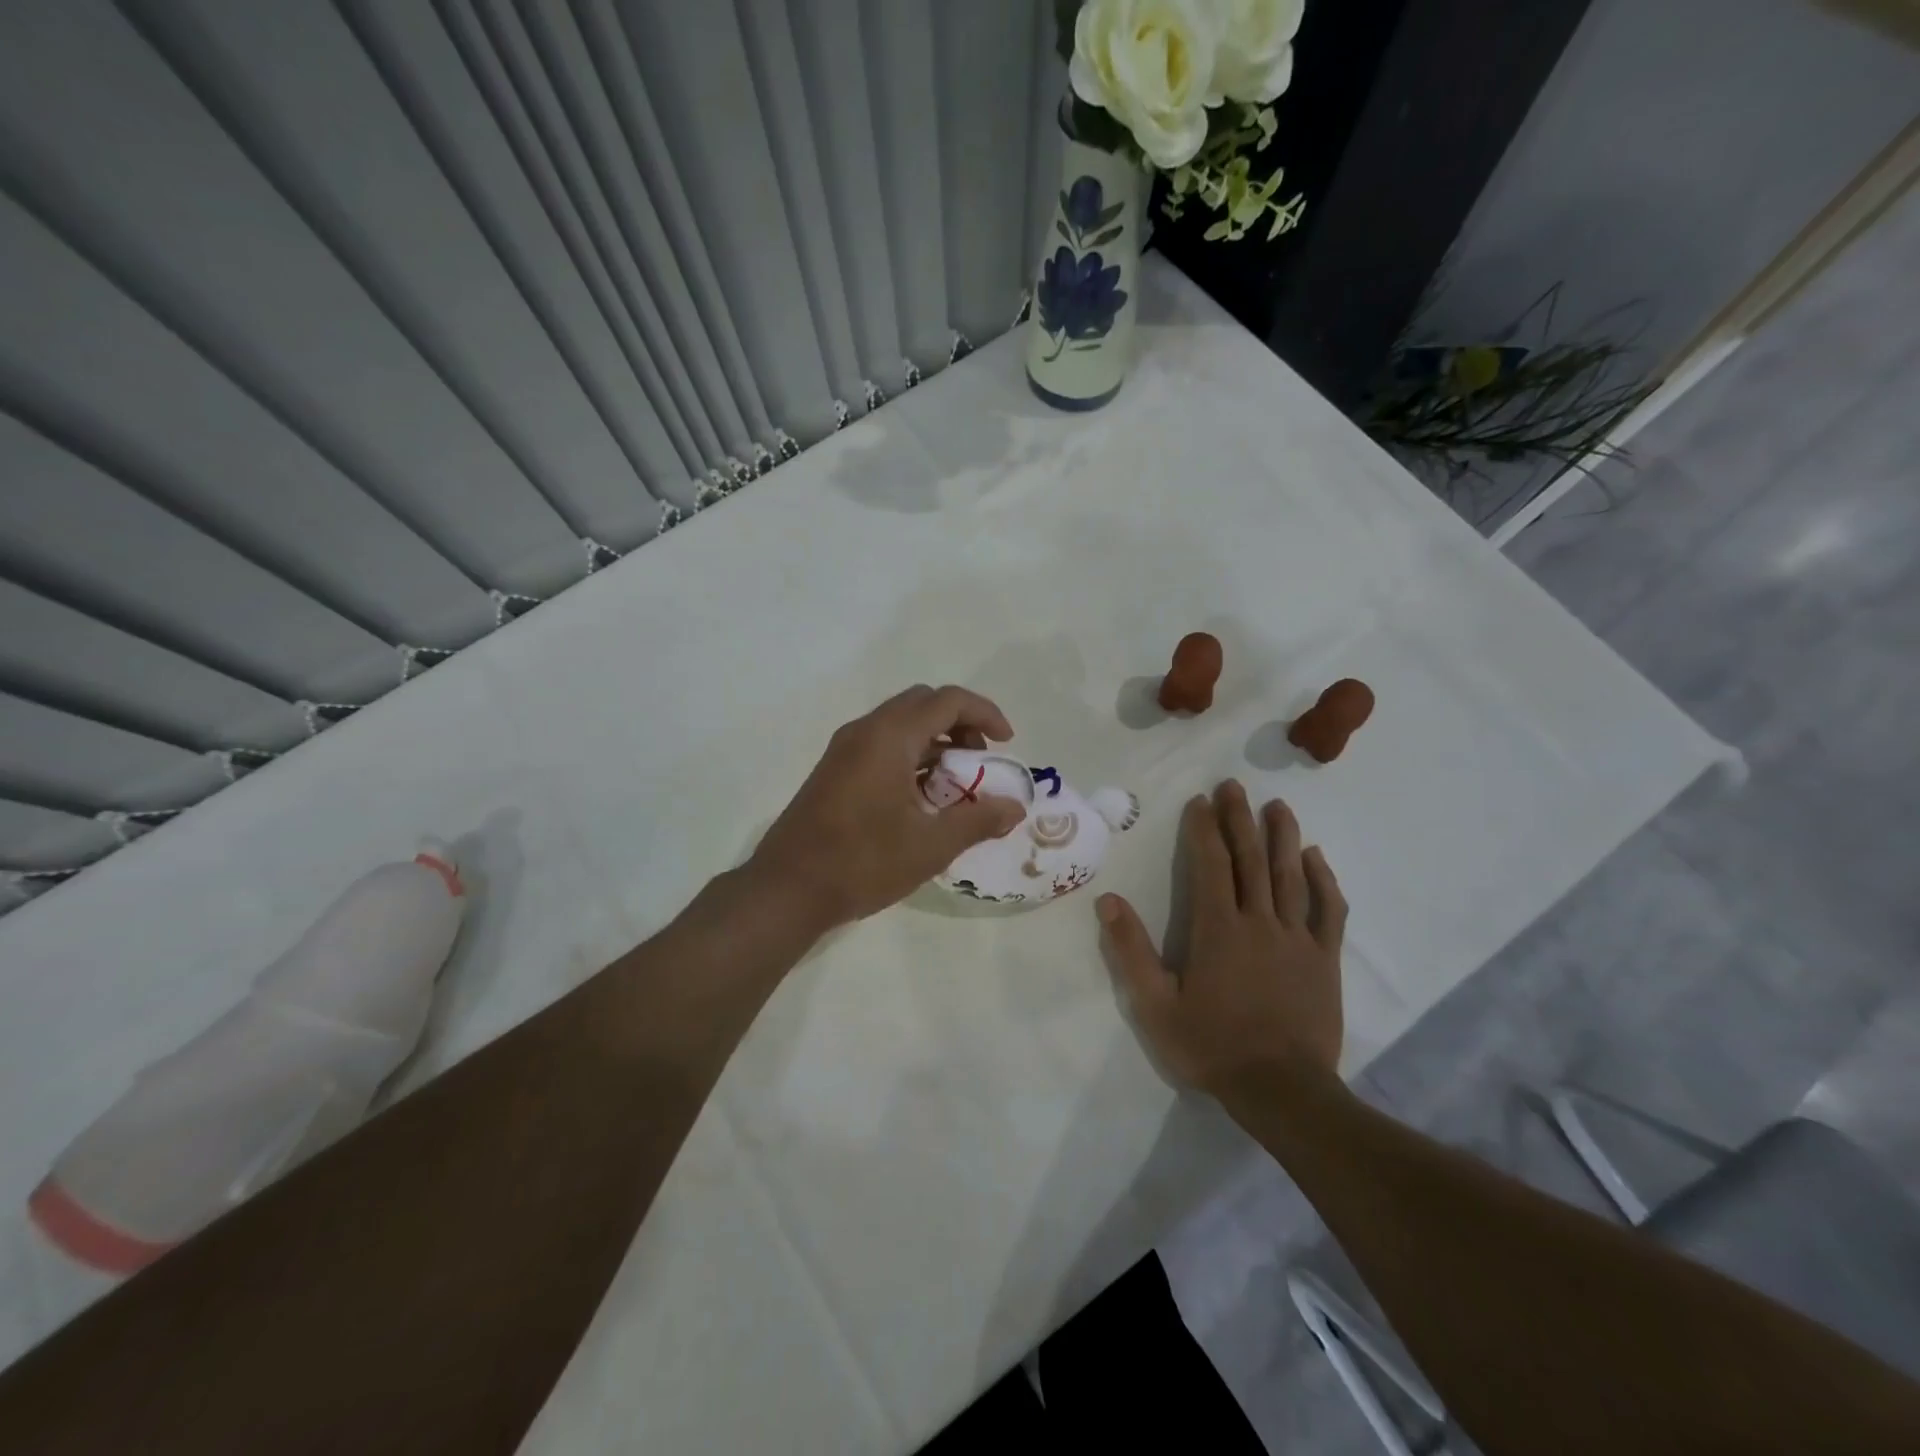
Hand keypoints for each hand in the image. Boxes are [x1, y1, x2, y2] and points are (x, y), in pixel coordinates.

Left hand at [747, 685, 1026, 928]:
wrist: (787, 889)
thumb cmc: (863, 862)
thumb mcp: (931, 845)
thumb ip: (978, 821)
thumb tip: (1015, 808)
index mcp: (889, 737)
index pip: (947, 700)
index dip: (985, 714)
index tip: (1007, 744)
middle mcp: (865, 731)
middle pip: (923, 704)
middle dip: (960, 724)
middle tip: (981, 761)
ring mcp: (845, 749)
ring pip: (901, 724)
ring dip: (935, 742)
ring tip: (957, 785)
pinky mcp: (835, 770)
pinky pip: (882, 744)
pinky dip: (911, 756)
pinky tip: (922, 798)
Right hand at [1098, 782, 1346, 1097]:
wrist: (1282, 1091)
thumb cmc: (1212, 1046)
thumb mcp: (1155, 1006)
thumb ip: (1131, 951)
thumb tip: (1108, 901)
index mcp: (1217, 928)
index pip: (1210, 864)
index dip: (1203, 829)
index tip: (1200, 800)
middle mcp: (1259, 921)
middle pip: (1250, 859)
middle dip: (1240, 819)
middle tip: (1234, 786)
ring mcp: (1297, 938)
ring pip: (1290, 876)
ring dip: (1282, 837)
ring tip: (1277, 805)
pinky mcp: (1324, 959)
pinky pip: (1329, 911)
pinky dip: (1324, 881)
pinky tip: (1316, 857)